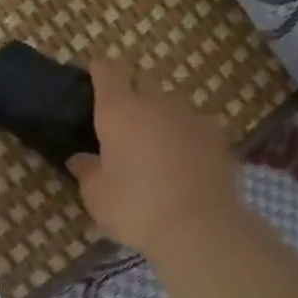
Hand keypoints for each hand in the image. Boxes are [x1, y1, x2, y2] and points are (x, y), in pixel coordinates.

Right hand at [67, 60, 242, 259]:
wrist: (200, 227)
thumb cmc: (135, 206)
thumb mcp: (96, 195)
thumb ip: (86, 170)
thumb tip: (80, 159)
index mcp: (119, 110)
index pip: (107, 71)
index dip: (99, 70)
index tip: (92, 75)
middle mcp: (156, 103)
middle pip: (141, 81)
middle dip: (129, 90)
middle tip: (118, 116)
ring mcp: (191, 117)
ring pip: (170, 104)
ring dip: (158, 115)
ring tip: (151, 142)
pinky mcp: (218, 137)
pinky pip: (193, 126)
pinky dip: (183, 135)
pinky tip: (180, 159)